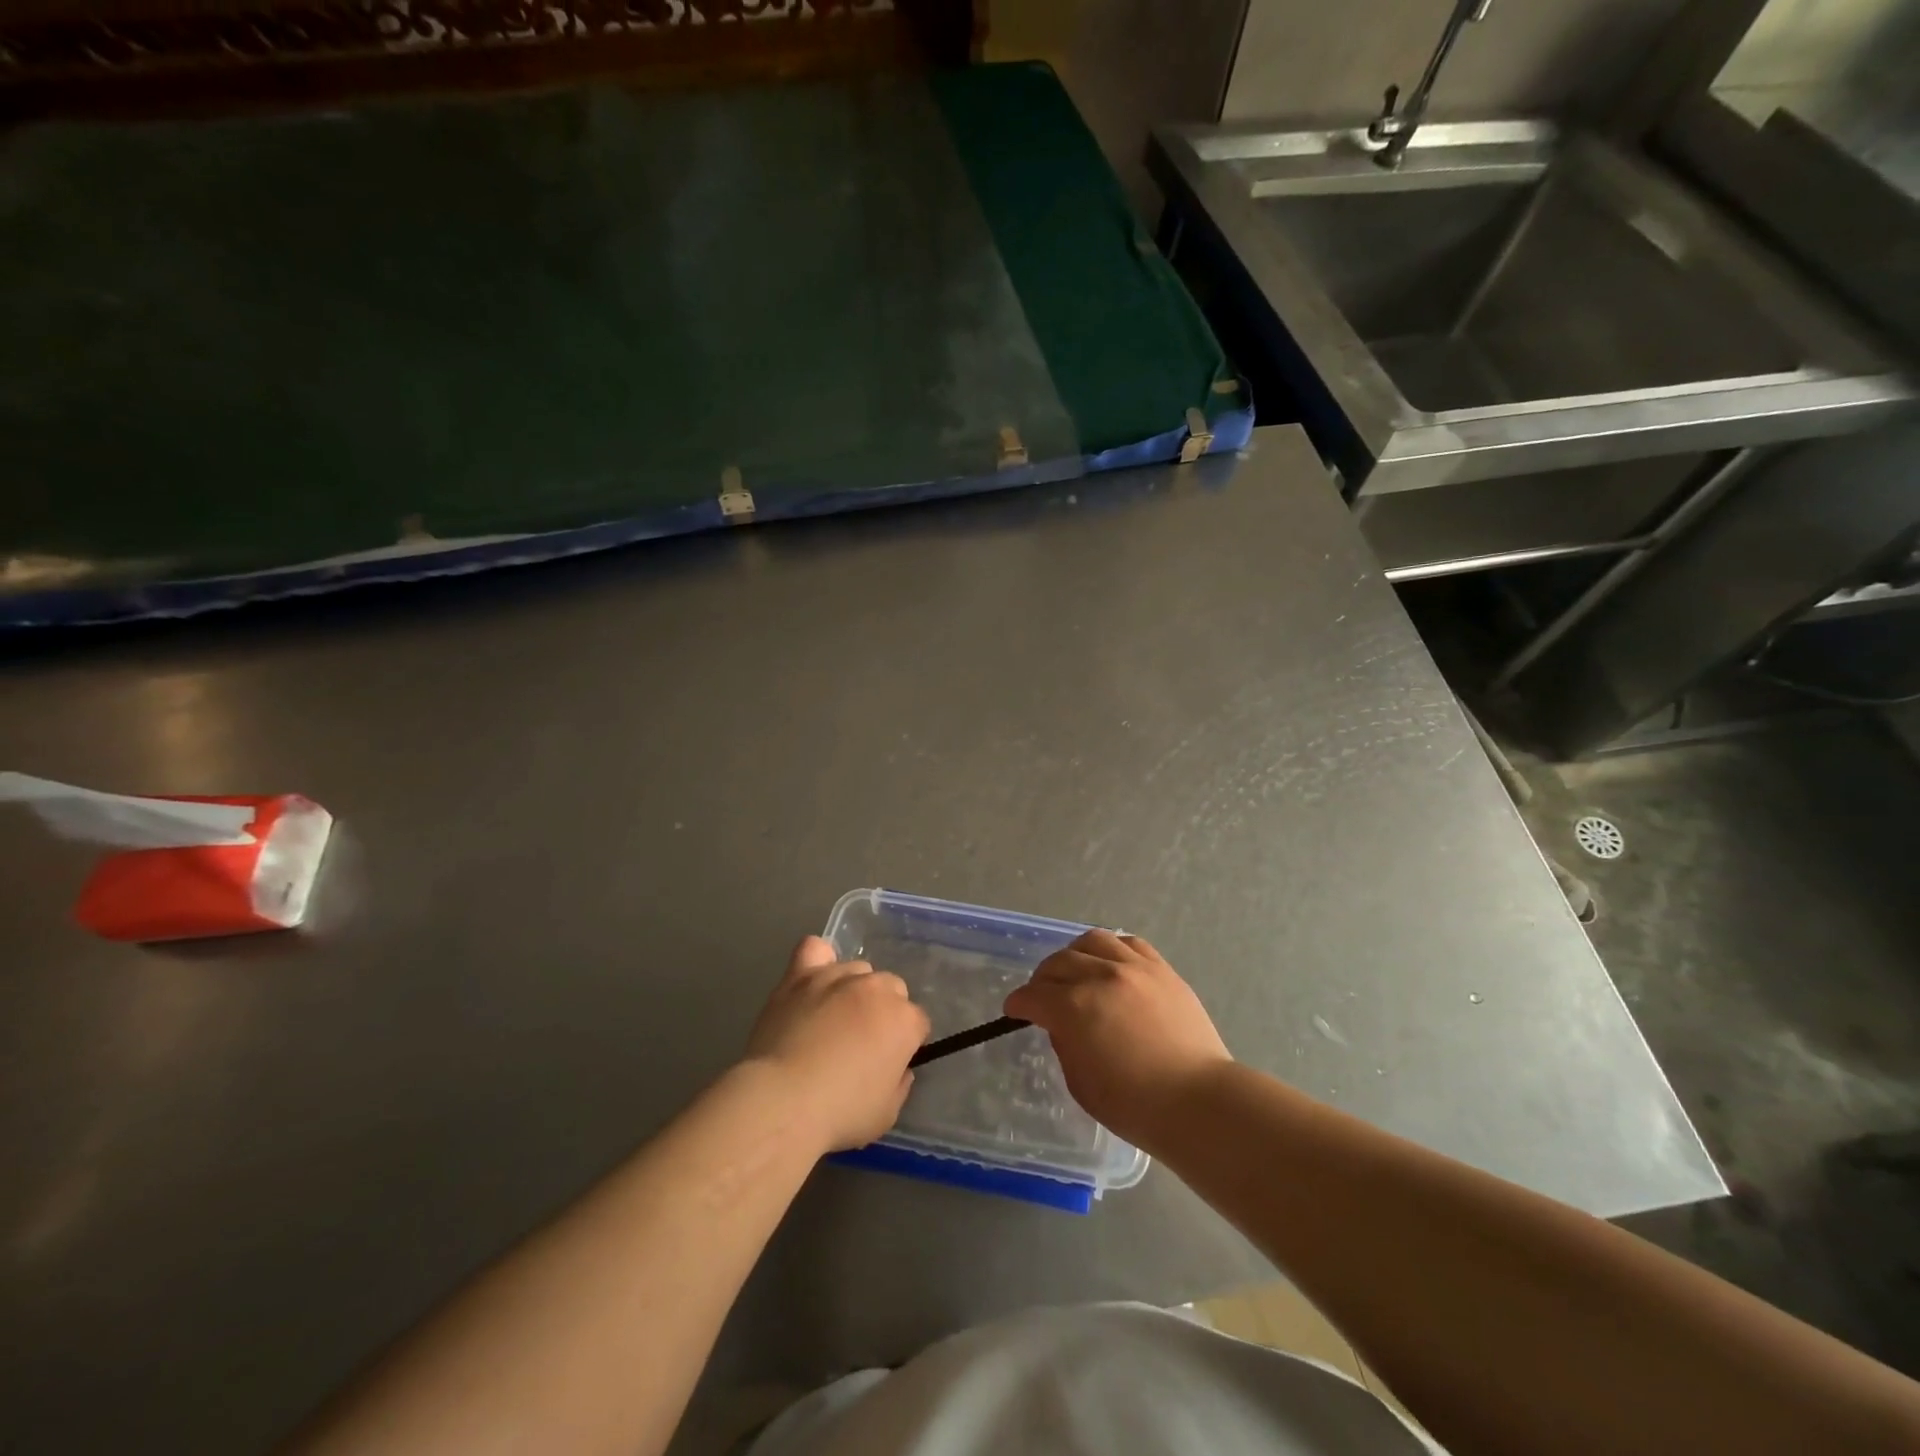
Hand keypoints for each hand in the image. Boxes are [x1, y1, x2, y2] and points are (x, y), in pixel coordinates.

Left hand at [744, 936, 930, 1153]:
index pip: (918, 1022)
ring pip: (858, 969)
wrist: (783, 1100)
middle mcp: (876, 988)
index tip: (889, 1063)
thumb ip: (899, 1084)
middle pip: (891, 988)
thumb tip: (898, 1068)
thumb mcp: (886, 1113)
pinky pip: (815, 949)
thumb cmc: (840, 1113)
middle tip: (861, 1042)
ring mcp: (837, 976)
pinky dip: (818, 960)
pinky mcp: (801, 974)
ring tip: (832, 1018)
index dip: (905, 1043)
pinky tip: (813, 980)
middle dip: (883, 1011)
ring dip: (853, 990)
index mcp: (904, 1021)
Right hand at [1004, 929, 1230, 1149]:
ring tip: (1076, 971)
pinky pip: (1129, 943)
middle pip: (1058, 963)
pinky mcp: (1161, 969)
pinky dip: (1111, 950)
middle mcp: (1100, 977)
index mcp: (1074, 1008)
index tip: (1014, 1010)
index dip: (1018, 1003)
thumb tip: (1063, 1023)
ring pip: (1092, 941)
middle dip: (1042, 980)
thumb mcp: (1081, 1084)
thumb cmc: (1135, 1105)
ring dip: (1075, 955)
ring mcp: (1134, 968)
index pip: (1033, 995)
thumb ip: (1065, 1044)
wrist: (1198, 1102)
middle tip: (1042, 995)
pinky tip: (1110, 965)